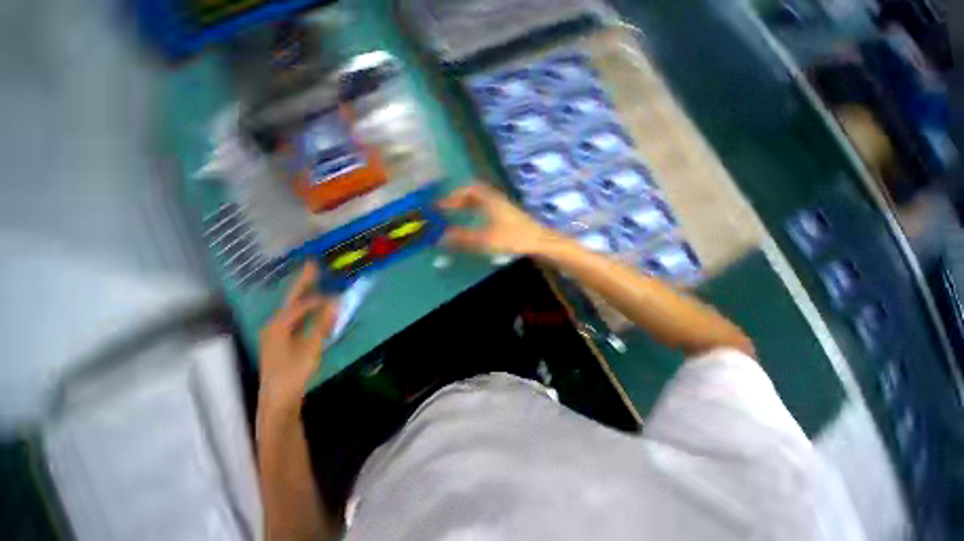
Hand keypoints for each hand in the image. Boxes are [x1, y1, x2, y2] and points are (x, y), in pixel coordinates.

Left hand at [259, 261, 338, 410]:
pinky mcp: (280, 341)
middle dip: (303, 282)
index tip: (337, 293)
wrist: (279, 399)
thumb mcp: (311, 347)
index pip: (301, 304)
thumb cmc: (294, 373)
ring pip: (292, 309)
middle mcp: (274, 325)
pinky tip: (312, 309)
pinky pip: (294, 319)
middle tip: (313, 264)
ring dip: (304, 296)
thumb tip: (335, 300)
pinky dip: (305, 311)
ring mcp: (275, 333)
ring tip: (313, 282)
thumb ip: (323, 322)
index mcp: (278, 325)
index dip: (320, 297)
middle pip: (292, 300)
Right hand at [439, 183, 553, 254]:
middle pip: (473, 192)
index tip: (439, 205)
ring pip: (481, 200)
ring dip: (467, 204)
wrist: (539, 242)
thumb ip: (462, 238)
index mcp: (489, 199)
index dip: (452, 196)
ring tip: (456, 214)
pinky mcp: (508, 216)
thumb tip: (440, 238)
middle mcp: (495, 199)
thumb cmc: (513, 238)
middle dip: (457, 199)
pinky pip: (486, 207)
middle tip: (446, 209)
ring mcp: (503, 206)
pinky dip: (476, 211)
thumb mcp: (485, 239)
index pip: (467, 189)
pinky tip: (474, 222)